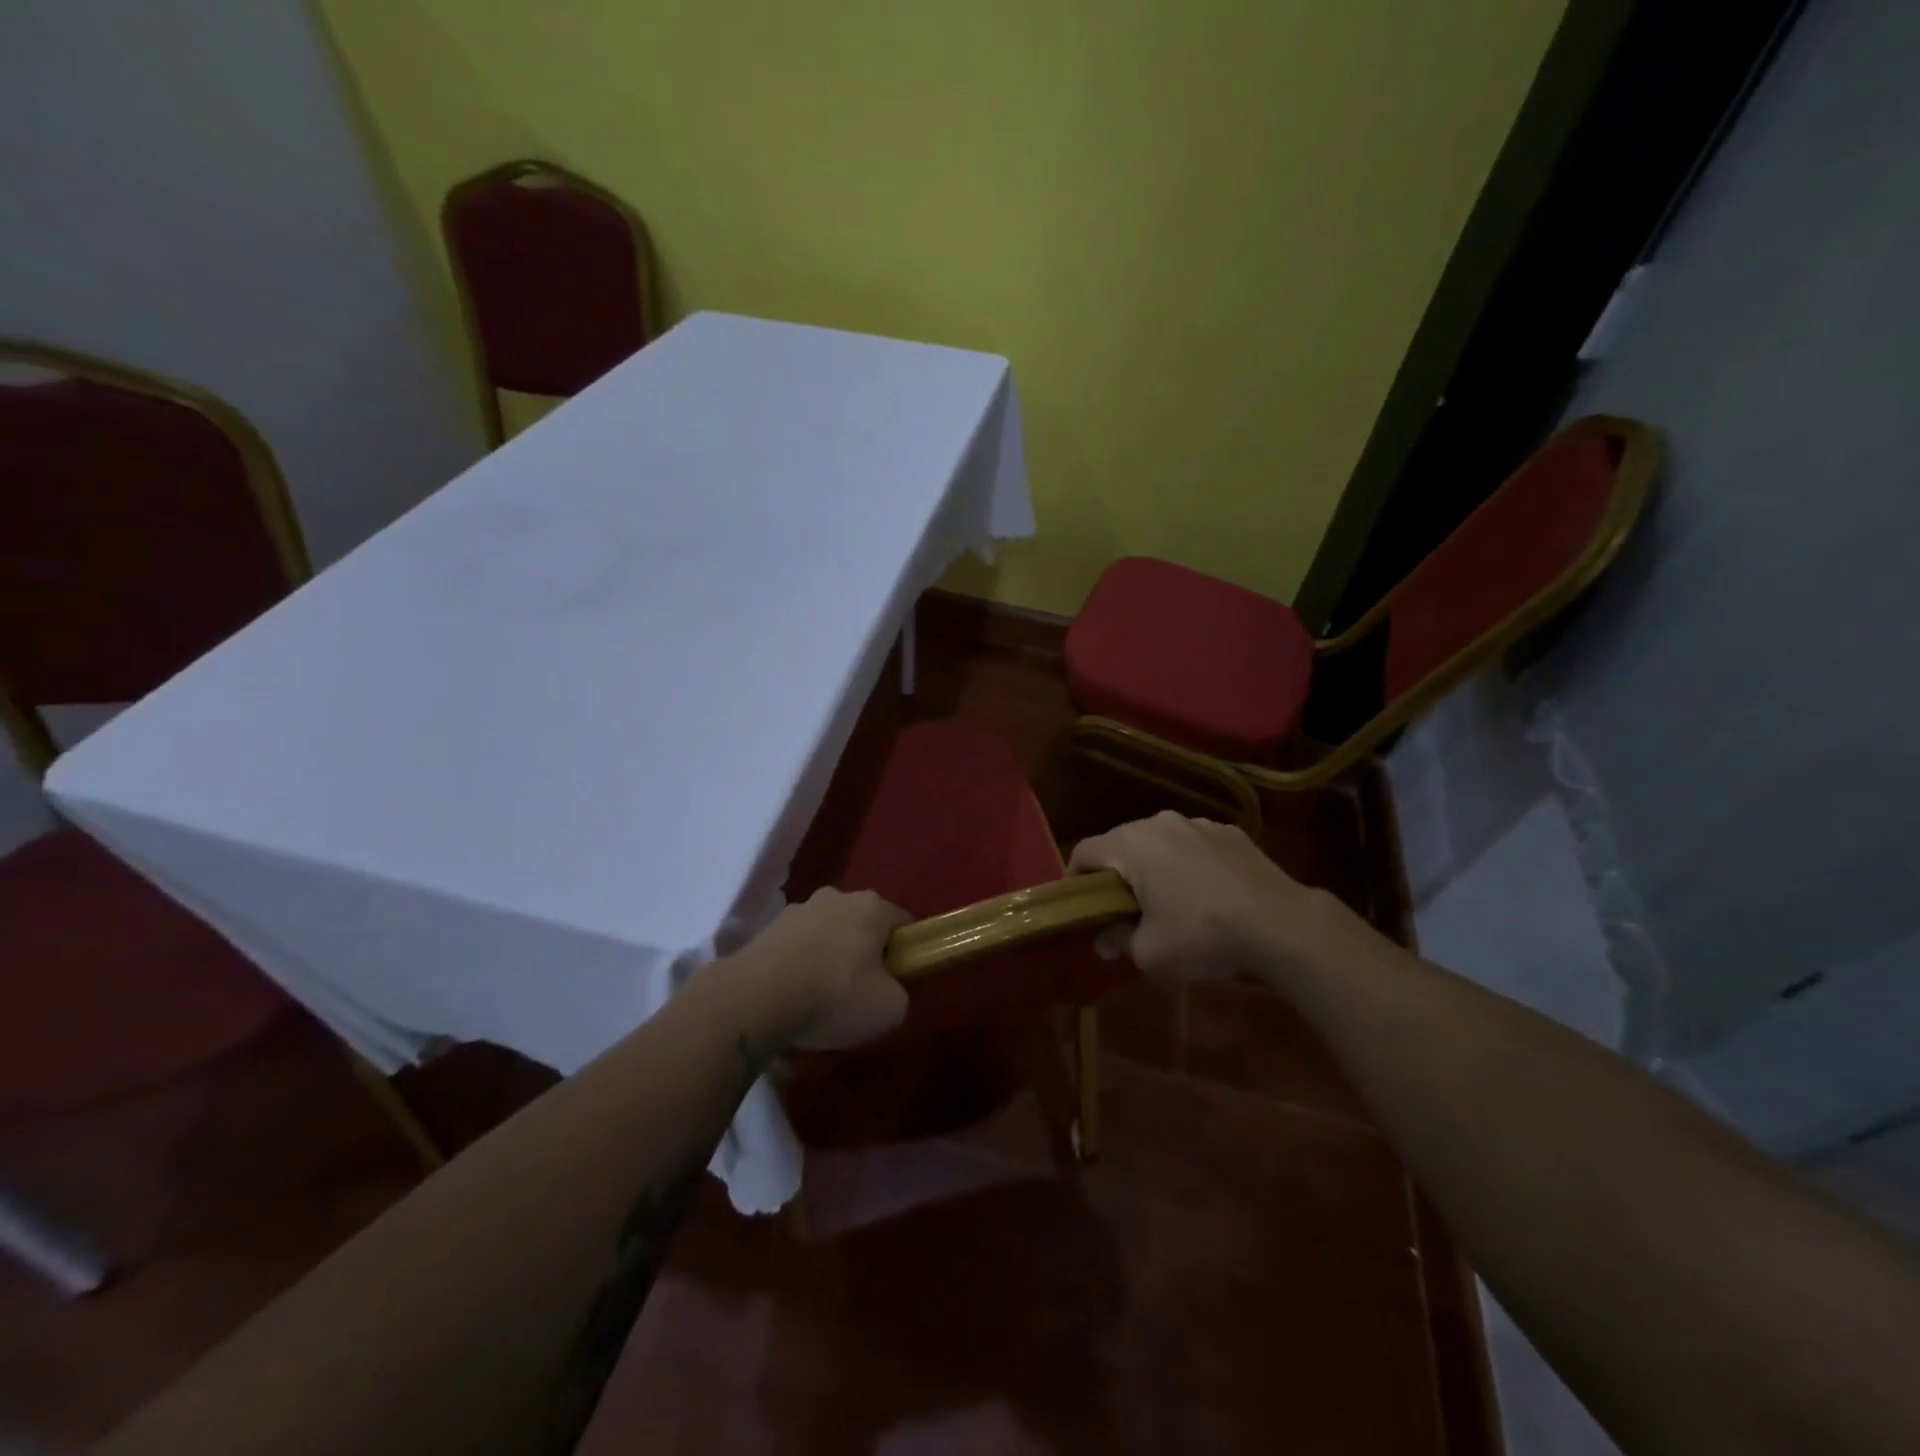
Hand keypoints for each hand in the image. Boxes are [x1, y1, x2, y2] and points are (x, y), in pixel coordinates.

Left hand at [722, 887, 912, 1051]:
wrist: (755, 998)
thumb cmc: (834, 996)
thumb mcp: (890, 1008)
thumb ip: (900, 992)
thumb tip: (889, 989)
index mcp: (872, 906)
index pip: (903, 923)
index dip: (906, 952)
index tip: (898, 980)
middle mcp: (836, 897)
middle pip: (862, 925)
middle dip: (864, 953)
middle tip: (861, 992)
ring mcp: (798, 909)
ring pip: (827, 934)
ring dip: (829, 959)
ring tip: (820, 1001)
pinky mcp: (767, 928)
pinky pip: (796, 948)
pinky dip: (799, 967)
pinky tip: (793, 998)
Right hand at [1068, 811, 1335, 980]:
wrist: (1279, 923)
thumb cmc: (1201, 933)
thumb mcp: (1150, 952)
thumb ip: (1119, 942)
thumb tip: (1104, 941)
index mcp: (1131, 844)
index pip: (1085, 851)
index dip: (1075, 878)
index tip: (1080, 905)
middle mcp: (1160, 822)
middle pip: (1122, 842)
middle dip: (1117, 872)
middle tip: (1121, 907)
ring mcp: (1199, 823)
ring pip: (1161, 841)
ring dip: (1155, 865)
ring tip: (1167, 899)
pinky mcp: (1232, 832)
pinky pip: (1195, 845)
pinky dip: (1190, 864)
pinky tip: (1207, 894)